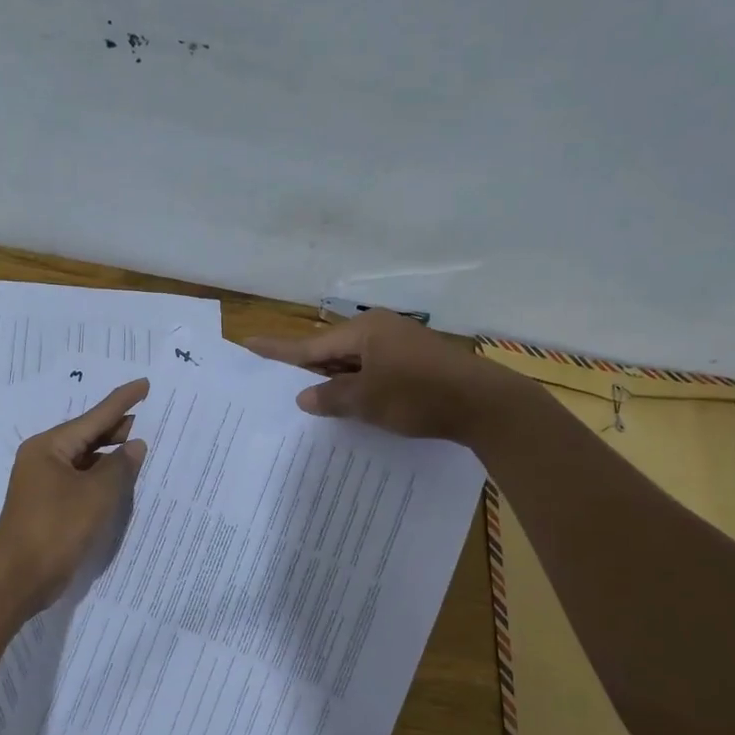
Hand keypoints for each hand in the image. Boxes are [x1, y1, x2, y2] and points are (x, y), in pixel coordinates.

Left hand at [0, 378, 148, 611]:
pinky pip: (83, 481)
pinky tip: (124, 481)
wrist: (18, 577)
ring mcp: (45, 483)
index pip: (94, 417)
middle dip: (119, 429)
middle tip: (154, 420)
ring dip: (113, 457)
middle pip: (88, 436)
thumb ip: (120, 466)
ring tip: (145, 449)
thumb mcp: (97, 494)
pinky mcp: (51, 506)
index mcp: (49, 446)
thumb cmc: (56, 528)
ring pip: (86, 460)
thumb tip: (135, 446)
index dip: (122, 401)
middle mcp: (44, 458)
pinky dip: (103, 478)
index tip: (144, 384)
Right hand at [244, 311, 513, 440]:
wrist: (484, 404)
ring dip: (335, 379)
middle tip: (278, 381)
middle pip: (333, 350)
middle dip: (309, 368)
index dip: (279, 350)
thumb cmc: (419, 396)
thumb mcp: (368, 401)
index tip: (249, 343)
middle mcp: (380, 330)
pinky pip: (374, 370)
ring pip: (355, 362)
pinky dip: (359, 385)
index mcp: (364, 331)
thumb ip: (332, 397)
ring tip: (311, 397)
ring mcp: (401, 344)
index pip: (311, 344)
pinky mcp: (416, 362)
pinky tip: (351, 402)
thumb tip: (304, 397)